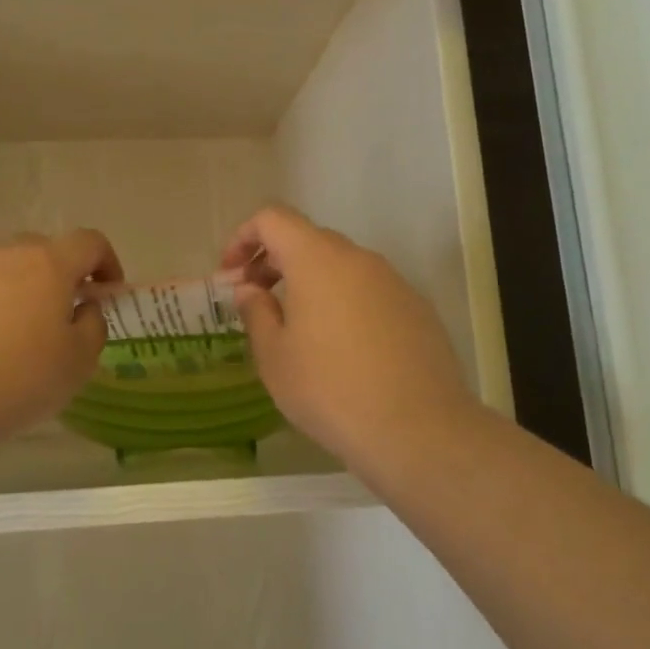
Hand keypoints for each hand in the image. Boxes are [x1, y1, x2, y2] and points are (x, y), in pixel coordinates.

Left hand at [0, 230, 121, 451]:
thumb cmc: (15, 378)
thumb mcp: (77, 363)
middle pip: (44, 250)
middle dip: (61, 276)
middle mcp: (5, 254)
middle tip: (63, 316)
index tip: (108, 293)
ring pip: (4, 269)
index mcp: (48, 263)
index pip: (89, 242)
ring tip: (17, 336)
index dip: (107, 262)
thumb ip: (93, 327)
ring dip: (20, 291)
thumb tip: (85, 309)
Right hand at [221, 206, 486, 479]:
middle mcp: (359, 259)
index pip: (273, 218)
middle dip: (275, 261)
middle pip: (308, 239)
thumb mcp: (275, 356)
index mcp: (317, 259)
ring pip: (342, 266)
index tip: (231, 274)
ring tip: (297, 328)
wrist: (419, 430)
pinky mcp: (417, 309)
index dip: (244, 237)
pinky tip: (342, 348)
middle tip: (256, 300)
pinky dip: (344, 302)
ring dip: (311, 282)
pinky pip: (370, 291)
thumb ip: (256, 312)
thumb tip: (251, 289)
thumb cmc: (330, 390)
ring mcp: (394, 282)